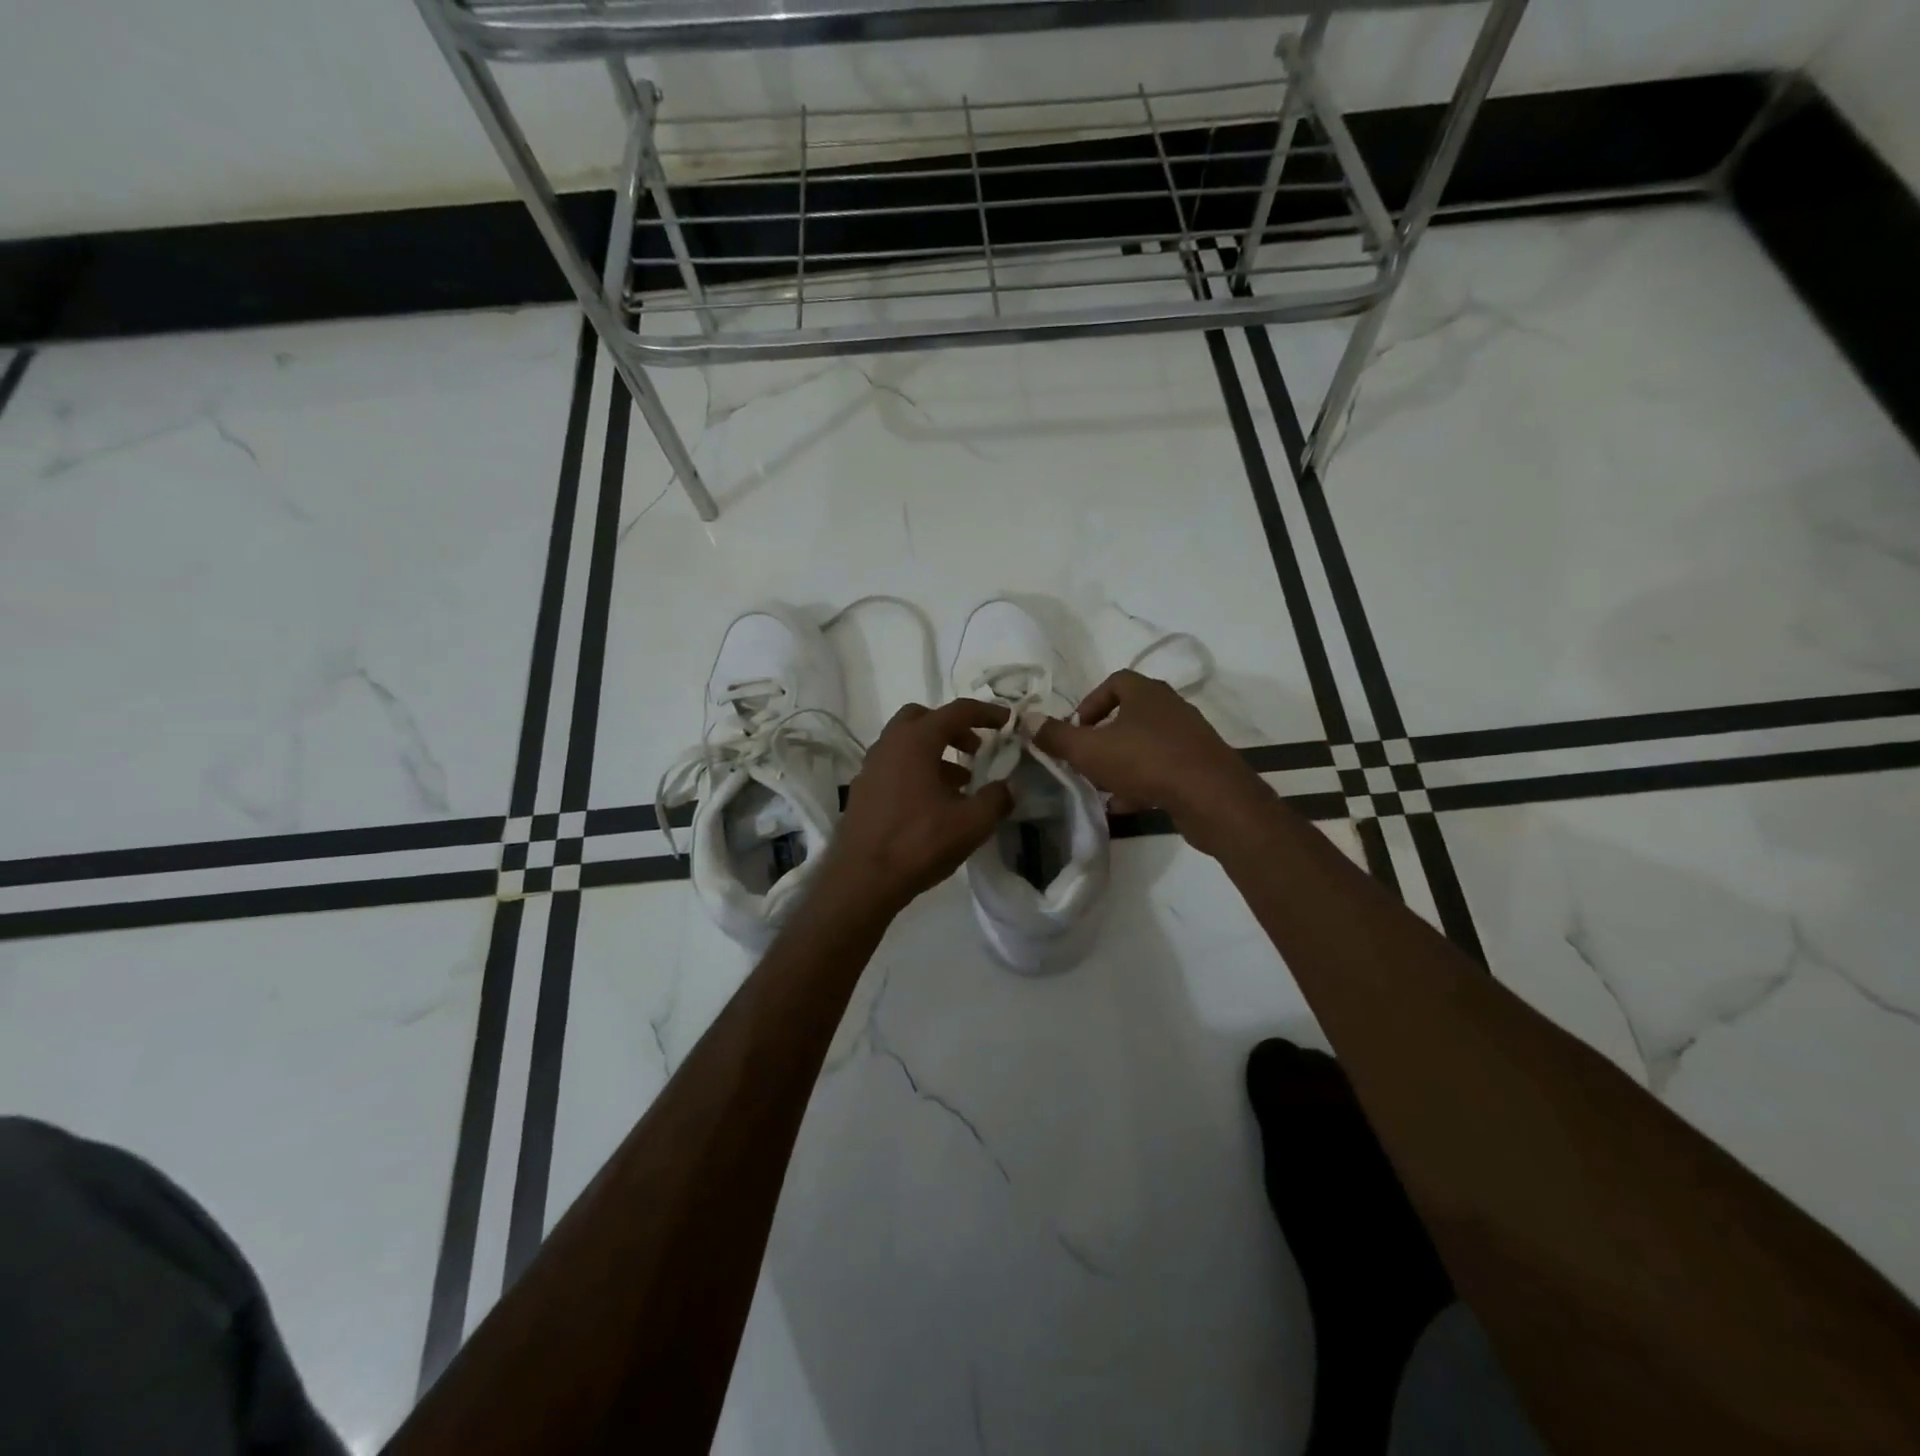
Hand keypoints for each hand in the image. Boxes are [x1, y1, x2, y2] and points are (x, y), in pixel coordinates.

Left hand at [821, 700, 1015, 913]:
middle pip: (922, 718)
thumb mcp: (971, 823)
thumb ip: (996, 799)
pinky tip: (933, 803)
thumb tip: (1006, 788)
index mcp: (915, 741)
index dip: (985, 713)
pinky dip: (916, 771)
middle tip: (974, 748)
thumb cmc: (919, 843)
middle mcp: (889, 745)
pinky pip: (894, 767)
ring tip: (960, 782)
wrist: (863, 879)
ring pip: (906, 744)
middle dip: (952, 727)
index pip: (956, 711)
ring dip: (934, 752)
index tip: (1006, 721)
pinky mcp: (862, 791)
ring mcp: (870, 768)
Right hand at [1033, 670, 1274, 857]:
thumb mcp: (1088, 750)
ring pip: (1145, 744)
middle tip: (1085, 759)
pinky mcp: (1200, 766)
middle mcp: (1171, 707)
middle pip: (1129, 715)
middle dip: (1103, 738)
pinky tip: (1125, 805)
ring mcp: (1189, 737)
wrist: (1211, 797)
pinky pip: (1163, 768)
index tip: (1077, 729)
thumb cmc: (1145, 761)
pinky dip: (1142, 782)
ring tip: (1101, 787)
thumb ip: (1056, 736)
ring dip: (1121, 762)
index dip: (1090, 702)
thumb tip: (1026, 719)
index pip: (1115, 682)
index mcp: (1146, 693)